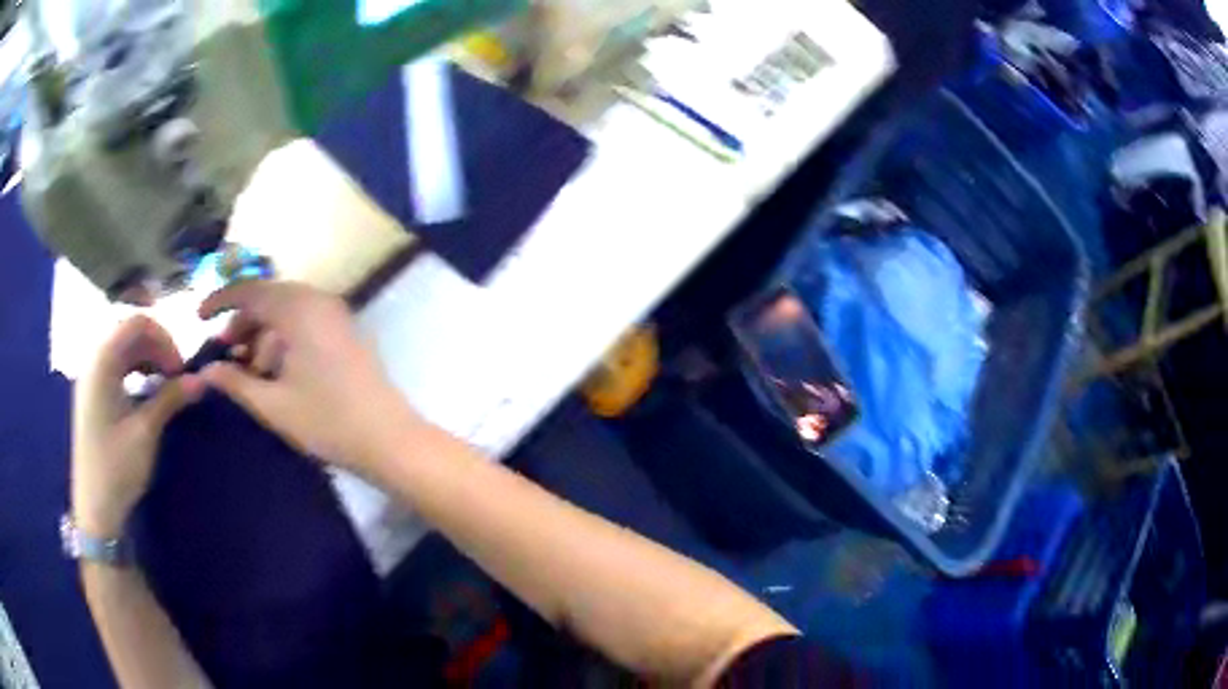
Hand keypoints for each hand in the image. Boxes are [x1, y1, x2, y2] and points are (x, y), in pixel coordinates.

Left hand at [72, 317, 204, 537]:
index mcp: (102, 362)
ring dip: (147, 358)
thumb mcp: (145, 432)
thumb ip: (169, 399)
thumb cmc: (117, 467)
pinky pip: (116, 366)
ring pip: (122, 349)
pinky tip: (147, 389)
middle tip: (176, 374)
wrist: (94, 508)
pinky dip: (135, 370)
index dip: (163, 337)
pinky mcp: (93, 394)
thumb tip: (201, 380)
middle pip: (128, 332)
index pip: (135, 322)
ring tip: (165, 381)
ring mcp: (91, 378)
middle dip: (156, 346)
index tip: (181, 367)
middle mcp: (93, 361)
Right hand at [197, 281, 419, 475]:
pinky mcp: (346, 332)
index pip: (250, 291)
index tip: (199, 318)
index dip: (220, 300)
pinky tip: (275, 373)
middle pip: (269, 300)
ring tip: (248, 372)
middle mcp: (319, 301)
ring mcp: (336, 315)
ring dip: (263, 335)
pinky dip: (284, 340)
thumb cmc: (328, 423)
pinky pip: (305, 324)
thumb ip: (235, 382)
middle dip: (242, 324)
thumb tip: (204, 371)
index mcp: (298, 309)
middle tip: (224, 354)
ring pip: (287, 313)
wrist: (391, 441)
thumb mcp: (273, 405)